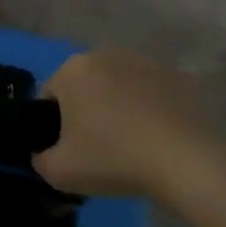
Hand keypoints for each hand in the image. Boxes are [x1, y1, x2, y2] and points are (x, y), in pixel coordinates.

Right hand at [34, 50, 210, 198]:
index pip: (50, 96)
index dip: (54, 126)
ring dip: (118, 107)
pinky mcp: (175, 75)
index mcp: (72, 70)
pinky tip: (158, 138)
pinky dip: (149, 109)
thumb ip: (40, 160)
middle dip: (87, 111)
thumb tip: (44, 153)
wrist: (185, 160)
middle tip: (98, 149)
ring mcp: (143, 61)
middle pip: (85, 86)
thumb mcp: (59, 172)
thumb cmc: (113, 158)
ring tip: (132, 145)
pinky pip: (150, 93)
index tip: (69, 151)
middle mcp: (104, 54)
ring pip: (118, 87)